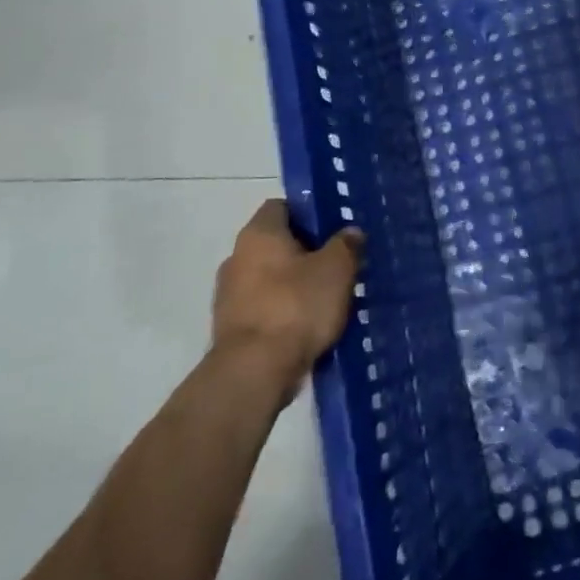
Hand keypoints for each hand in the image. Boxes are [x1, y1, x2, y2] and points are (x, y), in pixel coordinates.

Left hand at [213, 200, 361, 378]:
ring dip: (294, 284)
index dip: (308, 213)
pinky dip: (284, 312)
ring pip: (270, 277)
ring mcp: (228, 295)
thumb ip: (346, 244)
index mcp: (259, 233)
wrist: (254, 373)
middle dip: (306, 251)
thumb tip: (350, 232)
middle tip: (338, 264)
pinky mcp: (230, 328)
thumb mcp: (337, 269)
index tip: (334, 229)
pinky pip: (264, 307)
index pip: (282, 206)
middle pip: (276, 243)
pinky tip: (308, 325)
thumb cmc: (297, 306)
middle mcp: (236, 257)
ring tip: (327, 298)